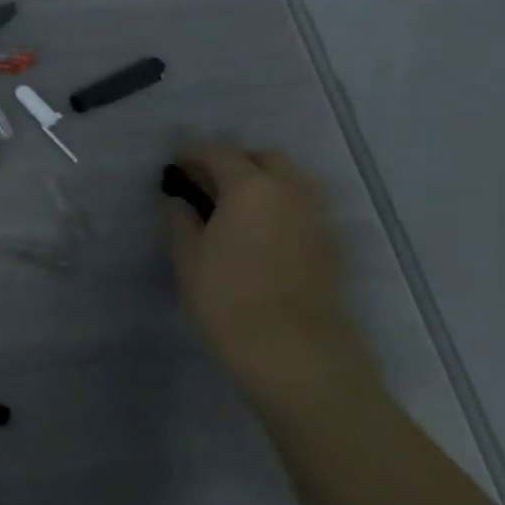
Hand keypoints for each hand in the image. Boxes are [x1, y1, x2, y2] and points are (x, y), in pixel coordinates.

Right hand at [164, 144, 366, 398]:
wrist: (292, 349)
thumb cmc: (226, 296)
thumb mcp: (186, 255)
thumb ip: (180, 219)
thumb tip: (180, 202)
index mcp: (251, 186)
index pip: (220, 154)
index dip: (193, 154)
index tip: (175, 163)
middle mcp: (291, 191)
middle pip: (264, 159)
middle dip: (234, 161)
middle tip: (205, 181)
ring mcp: (317, 217)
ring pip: (290, 181)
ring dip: (261, 182)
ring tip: (231, 205)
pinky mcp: (330, 244)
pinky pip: (302, 207)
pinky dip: (278, 205)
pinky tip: (257, 230)